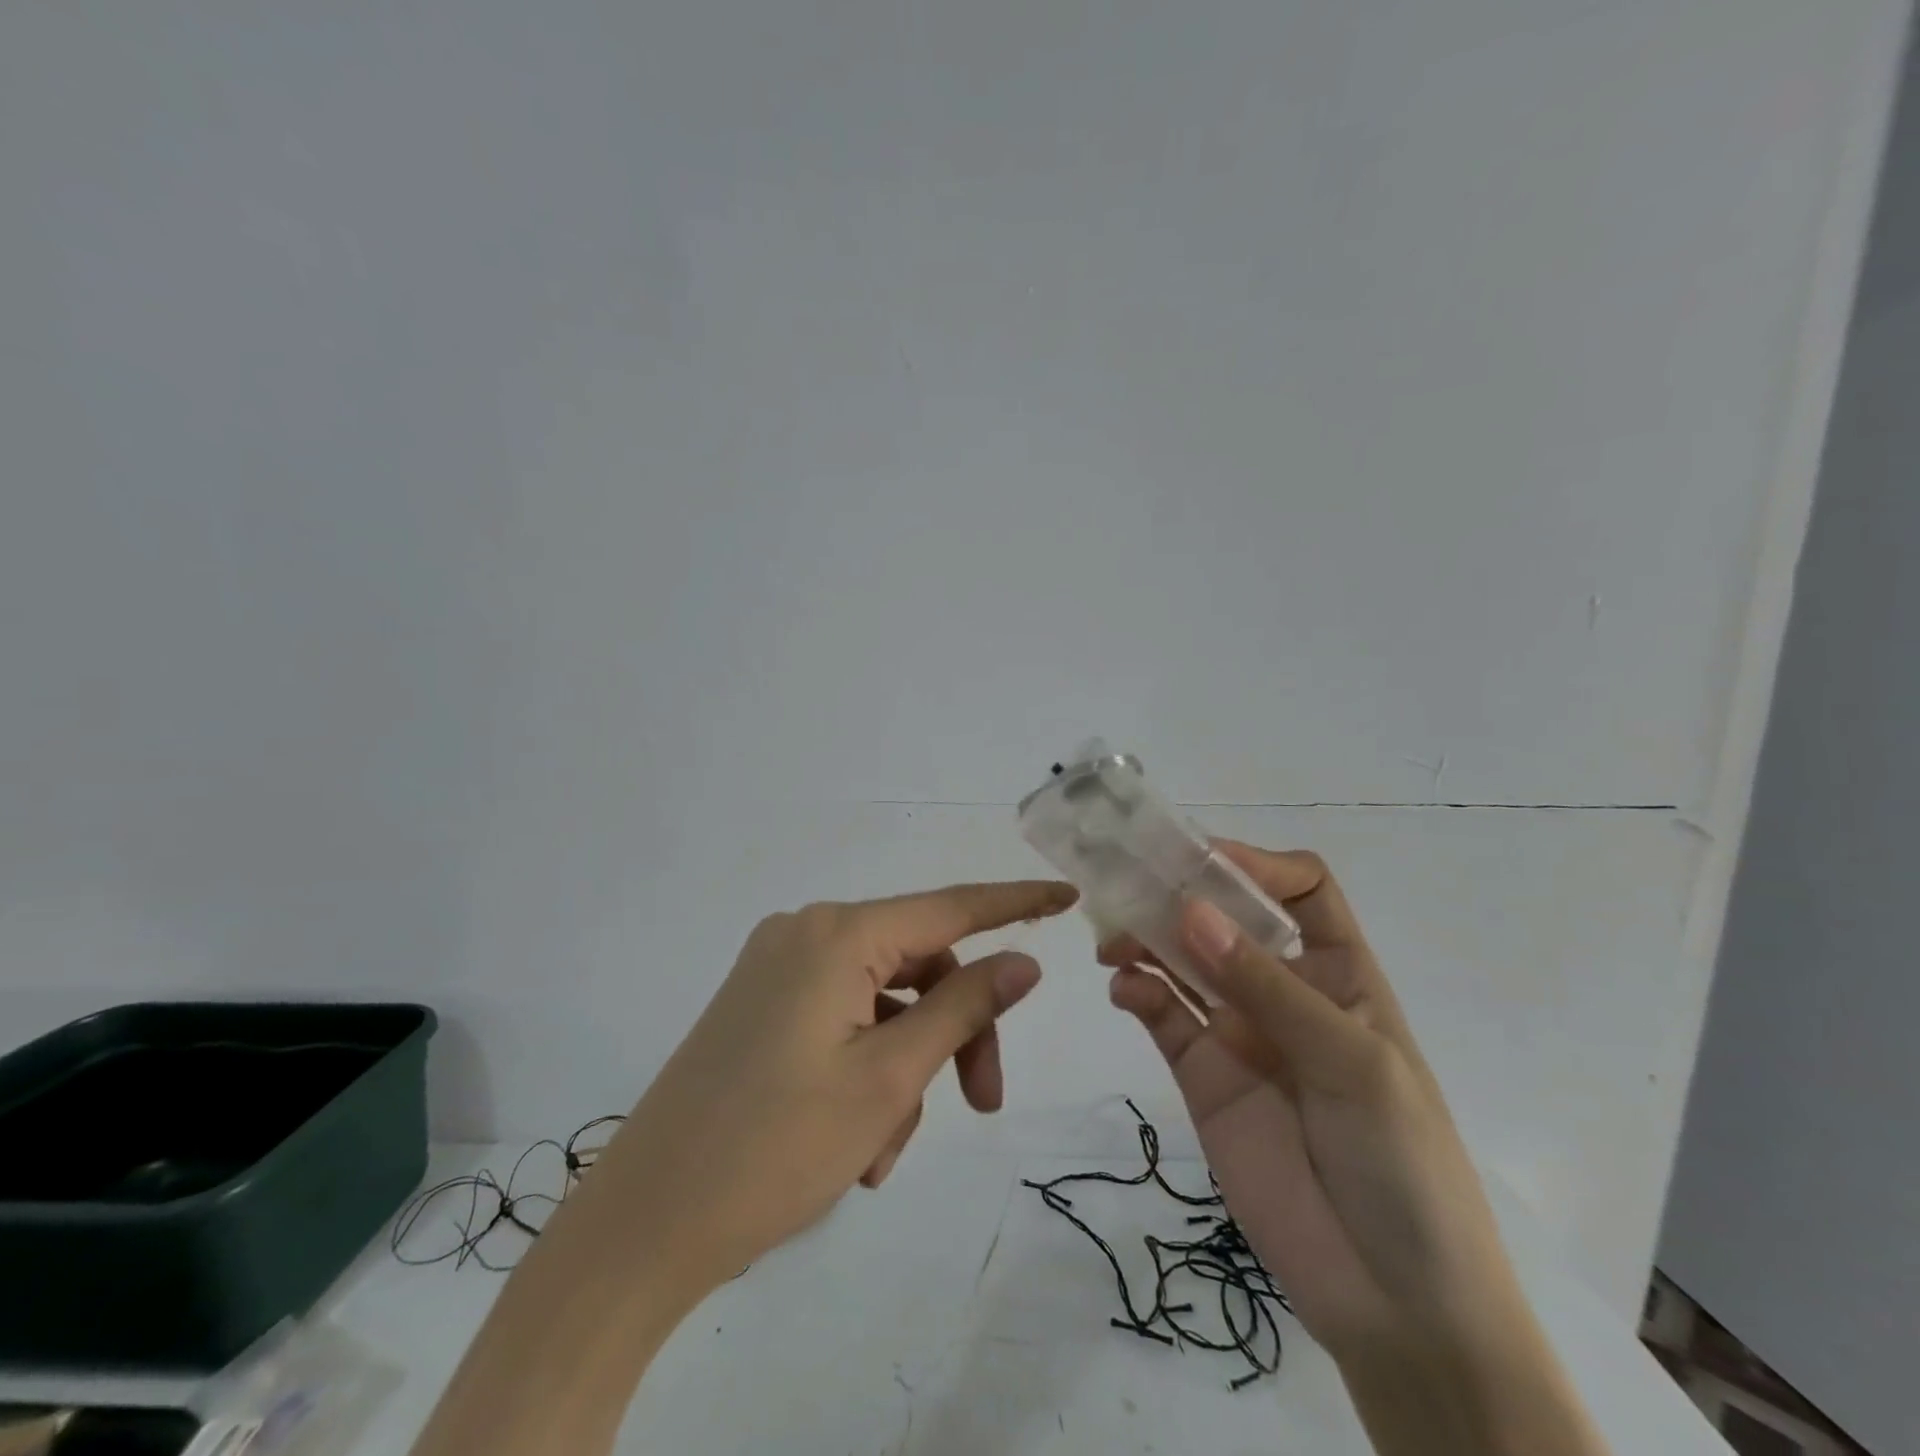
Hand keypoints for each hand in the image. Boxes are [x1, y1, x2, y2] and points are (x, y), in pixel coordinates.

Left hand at [594, 879, 1077, 1290]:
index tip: (1066, 896)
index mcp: (837, 934)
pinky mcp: (761, 1005)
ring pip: (882, 1001)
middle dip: (955, 1031)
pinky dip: (867, 1069)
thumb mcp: (888, 1078)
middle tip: (982, 1104)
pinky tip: (859, 1143)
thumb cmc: (775, 1146)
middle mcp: (805, 934)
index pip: (950, 907)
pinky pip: (842, 1019)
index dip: (1013, 904)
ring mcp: (776, 969)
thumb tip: (1021, 962)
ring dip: (906, 1067)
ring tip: (888, 1151)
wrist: (641, 1225)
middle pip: (917, 965)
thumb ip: (962, 1007)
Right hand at [1106, 843, 1606, 1455]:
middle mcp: (1283, 990)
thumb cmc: (1403, 1164)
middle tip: (1126, 881)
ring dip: (1146, 938)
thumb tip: (1190, 911)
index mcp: (1339, 973)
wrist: (1395, 1303)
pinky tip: (1124, 990)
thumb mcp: (1353, 1064)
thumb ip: (1267, 989)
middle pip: (1227, 918)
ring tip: (1114, 939)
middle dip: (1180, 893)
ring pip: (1183, 960)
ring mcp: (1238, 1030)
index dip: (1256, 865)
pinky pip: (1162, 1015)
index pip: (1300, 891)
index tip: (1201, 860)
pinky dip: (1138, 992)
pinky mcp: (1200, 1072)